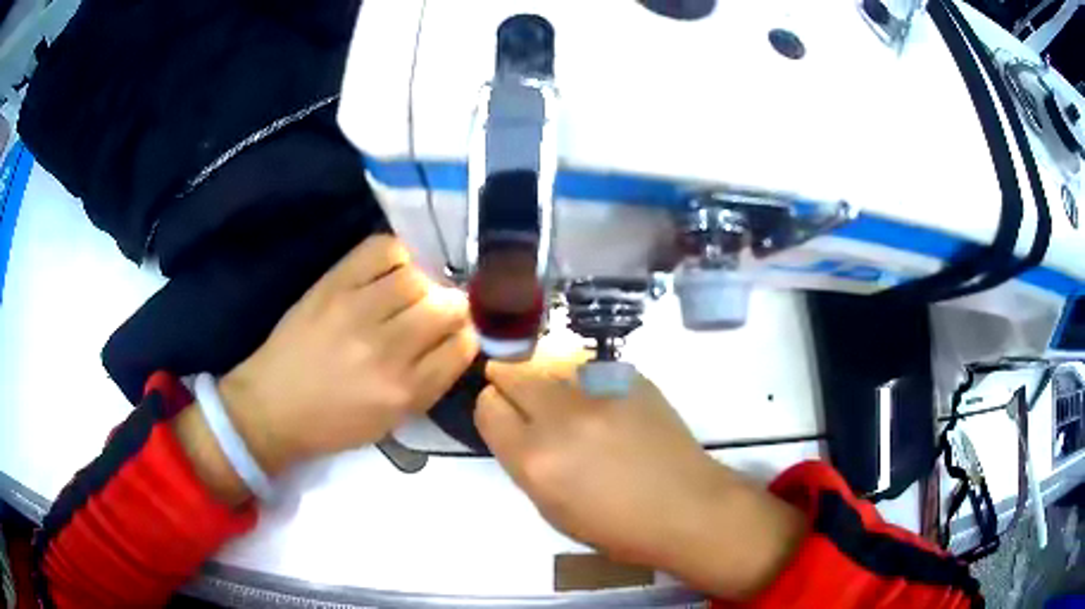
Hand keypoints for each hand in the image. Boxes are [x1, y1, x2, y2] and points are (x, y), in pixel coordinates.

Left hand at [218, 235, 477, 474]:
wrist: (273, 406)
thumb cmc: (333, 424)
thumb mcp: (392, 422)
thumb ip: (430, 382)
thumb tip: (455, 338)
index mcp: (406, 391)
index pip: (463, 345)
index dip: (466, 335)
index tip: (454, 335)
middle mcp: (388, 349)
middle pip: (447, 306)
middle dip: (452, 308)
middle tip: (435, 313)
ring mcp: (357, 311)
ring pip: (418, 277)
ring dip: (424, 283)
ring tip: (409, 294)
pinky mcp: (332, 285)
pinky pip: (382, 250)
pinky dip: (396, 255)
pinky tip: (390, 271)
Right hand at [475, 358, 804, 599]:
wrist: (686, 507)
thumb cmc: (617, 527)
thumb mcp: (553, 510)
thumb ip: (526, 464)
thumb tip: (518, 430)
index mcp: (535, 460)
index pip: (489, 408)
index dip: (492, 407)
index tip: (503, 412)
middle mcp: (561, 419)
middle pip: (514, 374)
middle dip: (509, 379)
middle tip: (520, 389)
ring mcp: (599, 393)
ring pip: (550, 362)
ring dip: (546, 375)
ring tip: (560, 393)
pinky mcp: (631, 379)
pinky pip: (590, 368)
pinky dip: (584, 379)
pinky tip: (601, 400)